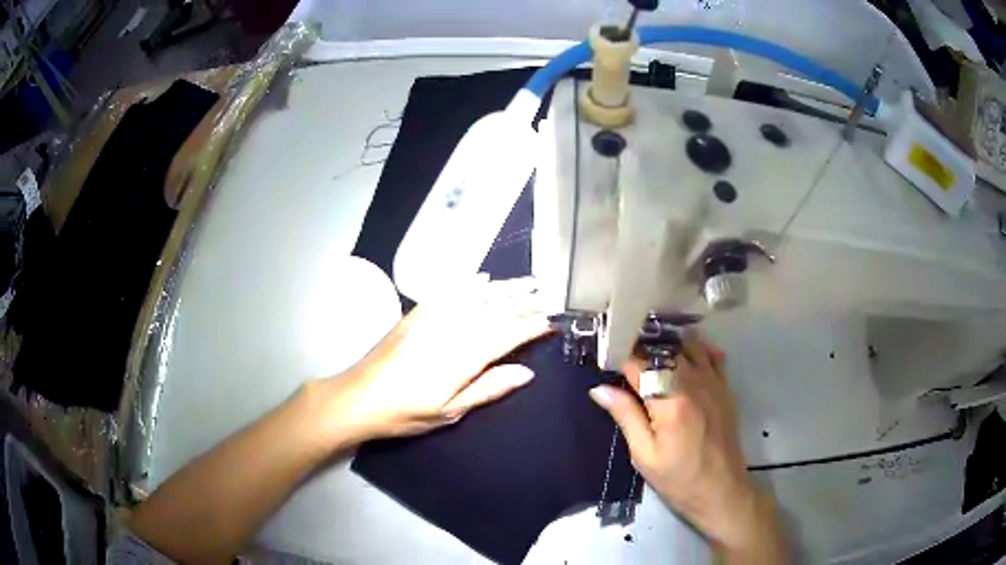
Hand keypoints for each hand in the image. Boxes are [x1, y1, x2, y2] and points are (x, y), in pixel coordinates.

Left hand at [320, 278, 550, 444]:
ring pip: (476, 296)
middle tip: (548, 295)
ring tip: (528, 282)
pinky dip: (470, 284)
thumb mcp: (449, 411)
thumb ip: (488, 388)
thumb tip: (526, 373)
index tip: (552, 321)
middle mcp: (451, 329)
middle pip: (495, 310)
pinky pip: (450, 291)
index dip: (531, 327)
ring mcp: (432, 317)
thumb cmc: (405, 413)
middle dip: (524, 302)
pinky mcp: (417, 313)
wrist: (358, 397)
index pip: (507, 335)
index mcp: (462, 357)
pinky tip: (484, 279)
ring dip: (505, 288)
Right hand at [588, 331, 785, 562]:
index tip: (607, 364)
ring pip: (689, 346)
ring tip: (654, 358)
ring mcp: (713, 382)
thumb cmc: (678, 478)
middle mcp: (693, 383)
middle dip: (642, 352)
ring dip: (669, 347)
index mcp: (669, 401)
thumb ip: (625, 416)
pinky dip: (698, 349)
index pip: (638, 366)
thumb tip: (599, 389)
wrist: (721, 490)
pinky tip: (686, 357)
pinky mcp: (725, 388)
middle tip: (627, 364)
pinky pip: (713, 355)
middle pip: (663, 351)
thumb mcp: (644, 455)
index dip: (620, 361)